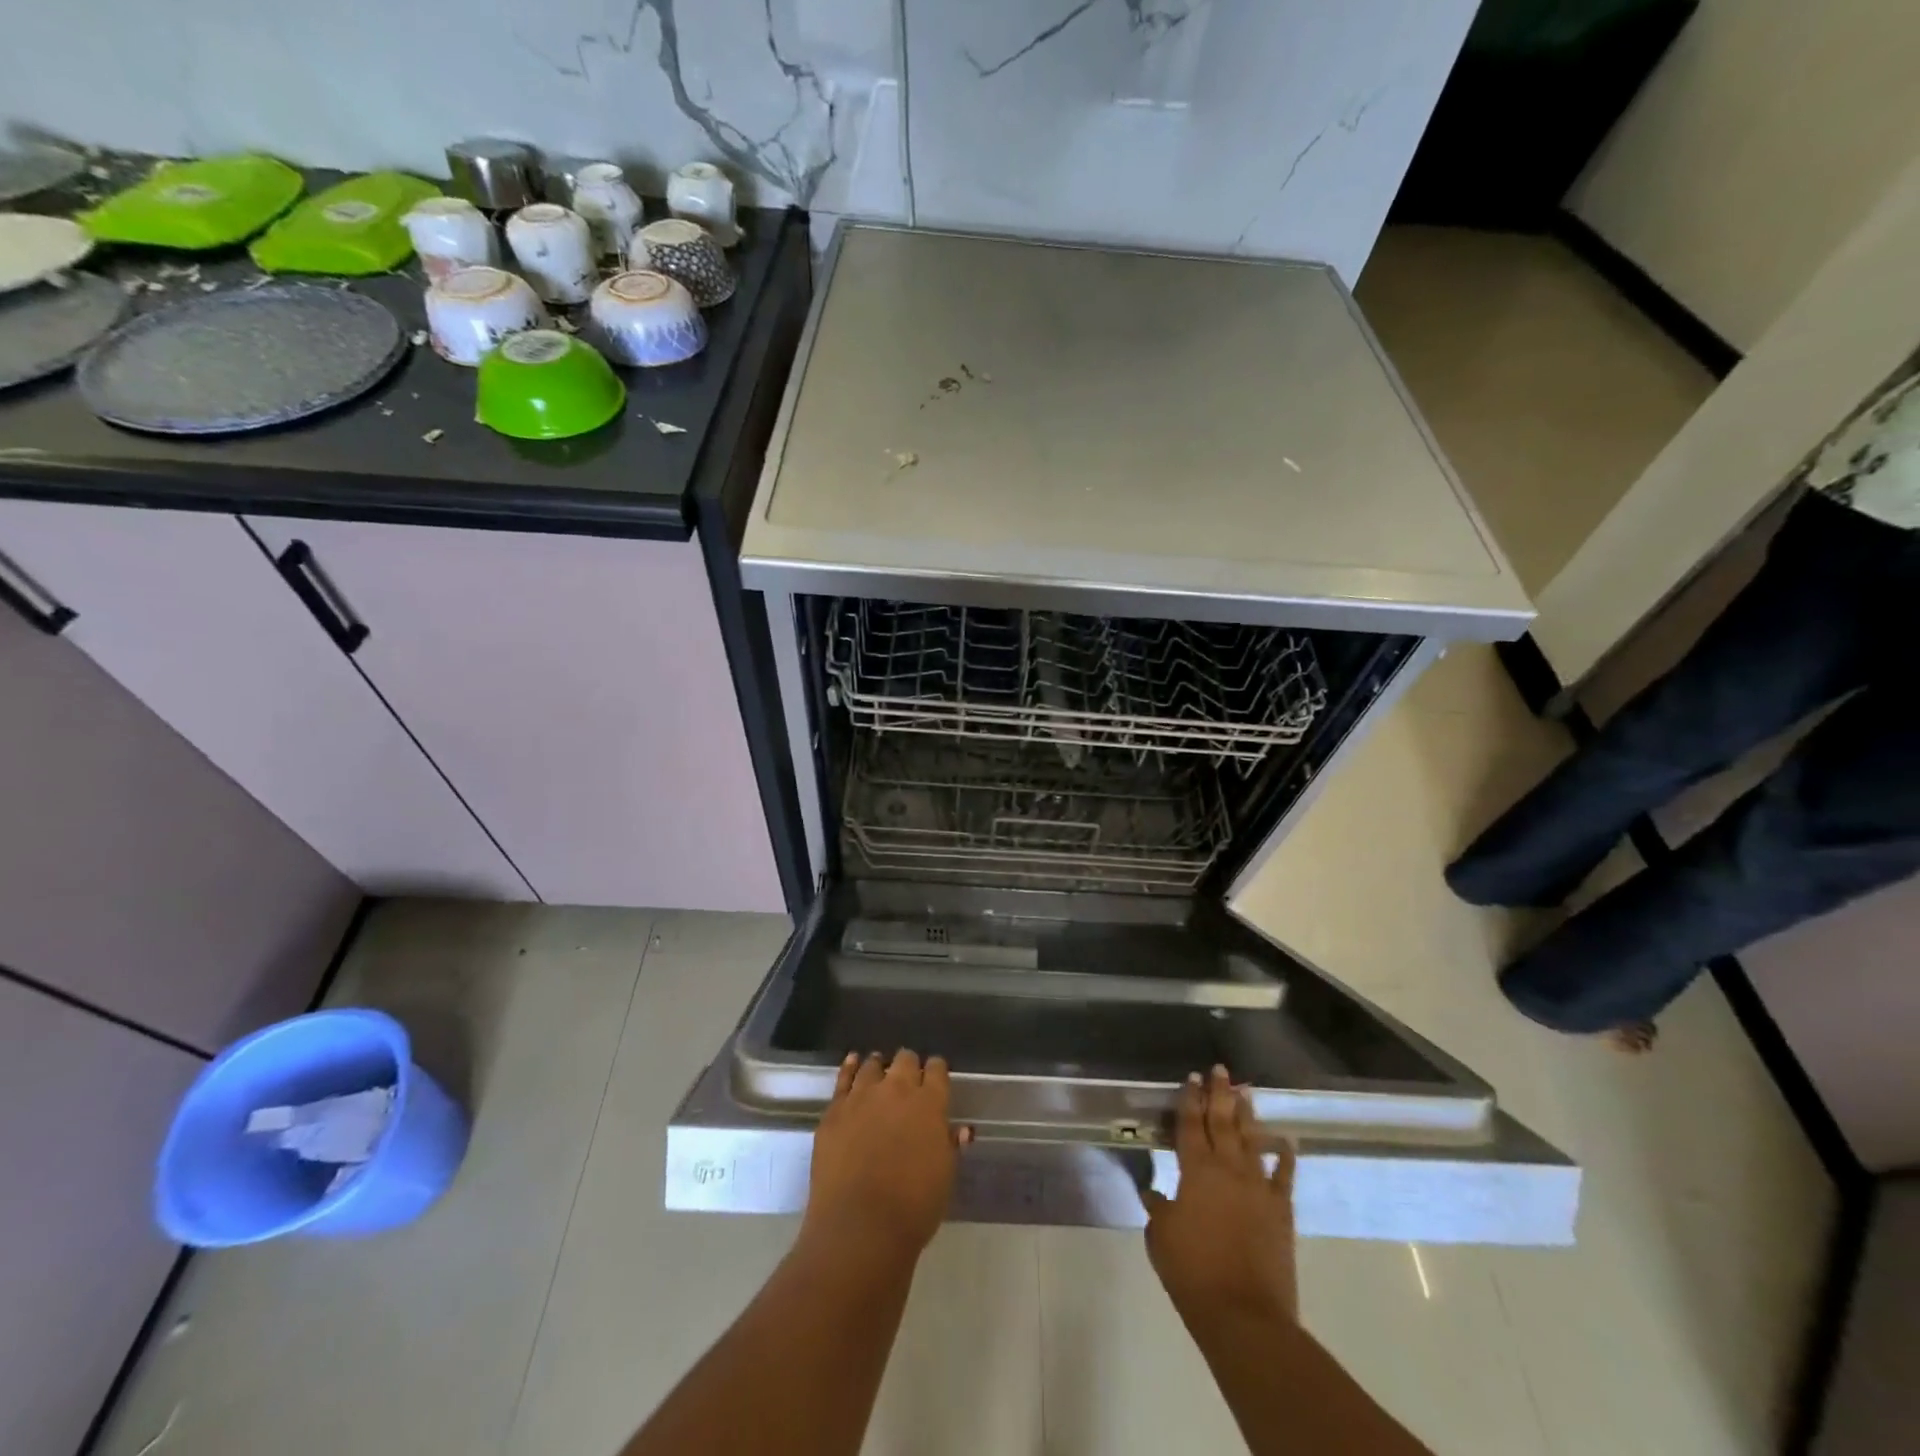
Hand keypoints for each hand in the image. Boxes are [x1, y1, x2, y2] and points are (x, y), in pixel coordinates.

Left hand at [803, 1050, 969, 1264]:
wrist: (860, 1228)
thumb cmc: (913, 1208)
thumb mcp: (944, 1177)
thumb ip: (950, 1146)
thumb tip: (960, 1129)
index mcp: (930, 1104)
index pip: (937, 1070)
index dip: (937, 1072)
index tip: (935, 1079)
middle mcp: (897, 1090)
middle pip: (905, 1060)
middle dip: (909, 1066)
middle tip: (908, 1081)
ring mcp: (862, 1096)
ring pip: (872, 1065)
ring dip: (879, 1068)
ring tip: (879, 1072)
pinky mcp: (835, 1110)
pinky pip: (843, 1078)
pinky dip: (850, 1067)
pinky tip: (852, 1062)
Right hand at [1144, 1065, 1298, 1328]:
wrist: (1244, 1314)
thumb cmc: (1192, 1273)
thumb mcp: (1161, 1237)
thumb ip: (1158, 1208)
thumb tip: (1154, 1192)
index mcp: (1195, 1171)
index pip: (1190, 1125)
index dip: (1190, 1099)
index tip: (1192, 1077)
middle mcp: (1228, 1169)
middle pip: (1223, 1122)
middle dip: (1220, 1094)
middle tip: (1220, 1070)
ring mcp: (1258, 1187)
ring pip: (1252, 1140)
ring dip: (1248, 1114)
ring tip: (1245, 1091)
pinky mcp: (1280, 1210)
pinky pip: (1284, 1176)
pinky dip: (1285, 1156)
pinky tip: (1286, 1141)